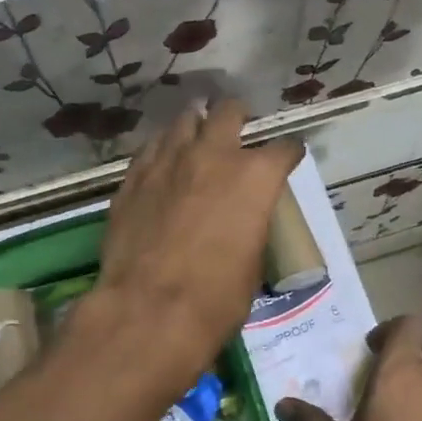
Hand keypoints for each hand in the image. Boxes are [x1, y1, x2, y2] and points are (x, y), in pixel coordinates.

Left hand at [90, 99, 303, 387]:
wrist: (149, 308)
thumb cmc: (216, 297)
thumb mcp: (252, 263)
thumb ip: (251, 226)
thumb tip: (243, 222)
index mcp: (255, 177)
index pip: (284, 148)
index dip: (289, 153)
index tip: (288, 158)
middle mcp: (213, 155)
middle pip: (229, 112)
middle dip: (237, 117)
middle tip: (237, 130)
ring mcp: (168, 161)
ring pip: (184, 120)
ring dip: (196, 126)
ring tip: (197, 137)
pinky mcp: (133, 177)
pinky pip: (151, 148)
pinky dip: (163, 150)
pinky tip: (163, 163)